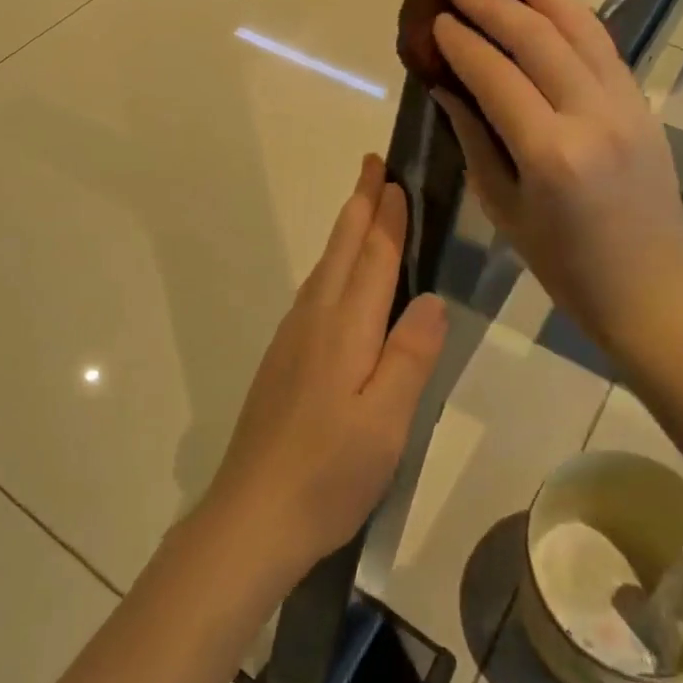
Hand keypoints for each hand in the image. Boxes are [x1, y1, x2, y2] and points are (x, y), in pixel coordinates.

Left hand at [202, 155, 447, 581]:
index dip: (387, 217)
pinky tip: (336, 280)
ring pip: (324, 269)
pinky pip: (313, 294)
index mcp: (345, 329)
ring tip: (361, 208)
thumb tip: (430, 297)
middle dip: (359, 204)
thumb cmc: (330, 472)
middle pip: (341, 250)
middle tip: (372, 165)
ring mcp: (292, 340)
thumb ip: (410, 355)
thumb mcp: (386, 420)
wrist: (252, 516)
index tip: (395, 178)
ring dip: (345, 232)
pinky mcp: (282, 361)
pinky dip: (331, 266)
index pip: (373, 258)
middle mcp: (314, 321)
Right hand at [430, 0, 682, 360]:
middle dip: (493, 1)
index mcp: (550, 154)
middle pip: (538, 37)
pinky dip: (570, 12)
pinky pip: (602, 44)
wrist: (649, 288)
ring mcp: (626, 104)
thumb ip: (474, 137)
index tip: (436, 20)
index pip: (496, 76)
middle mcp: (592, 116)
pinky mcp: (642, 102)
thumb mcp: (503, 207)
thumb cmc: (564, 264)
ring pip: (579, 26)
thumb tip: (446, 83)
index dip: (462, 42)